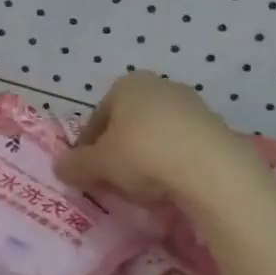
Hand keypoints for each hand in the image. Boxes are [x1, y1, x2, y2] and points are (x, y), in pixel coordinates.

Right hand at [54, 71, 262, 206]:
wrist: (211, 169)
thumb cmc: (143, 154)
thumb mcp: (98, 164)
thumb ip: (76, 164)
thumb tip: (59, 167)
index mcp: (126, 85)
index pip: (97, 117)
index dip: (88, 147)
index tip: (87, 172)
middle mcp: (159, 86)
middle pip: (127, 124)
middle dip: (118, 152)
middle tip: (113, 182)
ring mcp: (191, 105)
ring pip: (155, 136)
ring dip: (145, 159)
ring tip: (142, 190)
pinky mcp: (216, 128)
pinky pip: (182, 147)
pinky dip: (172, 164)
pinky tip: (170, 188)